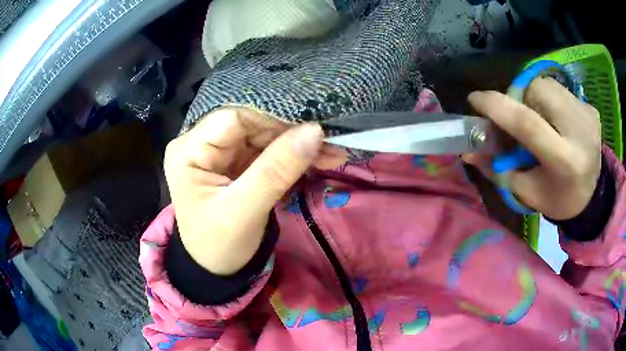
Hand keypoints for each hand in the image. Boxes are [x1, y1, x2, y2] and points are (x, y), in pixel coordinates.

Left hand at [164, 108, 345, 274]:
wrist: (216, 270)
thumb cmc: (219, 245)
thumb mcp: (245, 211)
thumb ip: (277, 170)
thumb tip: (315, 131)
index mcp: (189, 151)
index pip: (234, 118)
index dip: (273, 123)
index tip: (311, 136)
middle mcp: (200, 144)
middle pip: (251, 125)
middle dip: (290, 136)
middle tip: (330, 147)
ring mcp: (218, 153)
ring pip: (262, 137)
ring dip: (296, 146)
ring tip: (332, 155)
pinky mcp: (233, 163)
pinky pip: (265, 151)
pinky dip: (291, 157)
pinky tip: (316, 161)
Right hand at [463, 77, 601, 219]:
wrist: (593, 195)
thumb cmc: (558, 198)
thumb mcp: (526, 192)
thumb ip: (498, 169)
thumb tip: (467, 151)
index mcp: (564, 161)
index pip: (527, 123)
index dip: (497, 107)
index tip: (474, 100)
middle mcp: (580, 132)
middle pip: (537, 91)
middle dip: (520, 98)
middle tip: (519, 117)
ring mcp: (588, 117)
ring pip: (548, 84)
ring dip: (535, 97)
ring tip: (541, 120)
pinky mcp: (592, 109)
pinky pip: (561, 90)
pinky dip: (552, 100)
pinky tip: (559, 121)